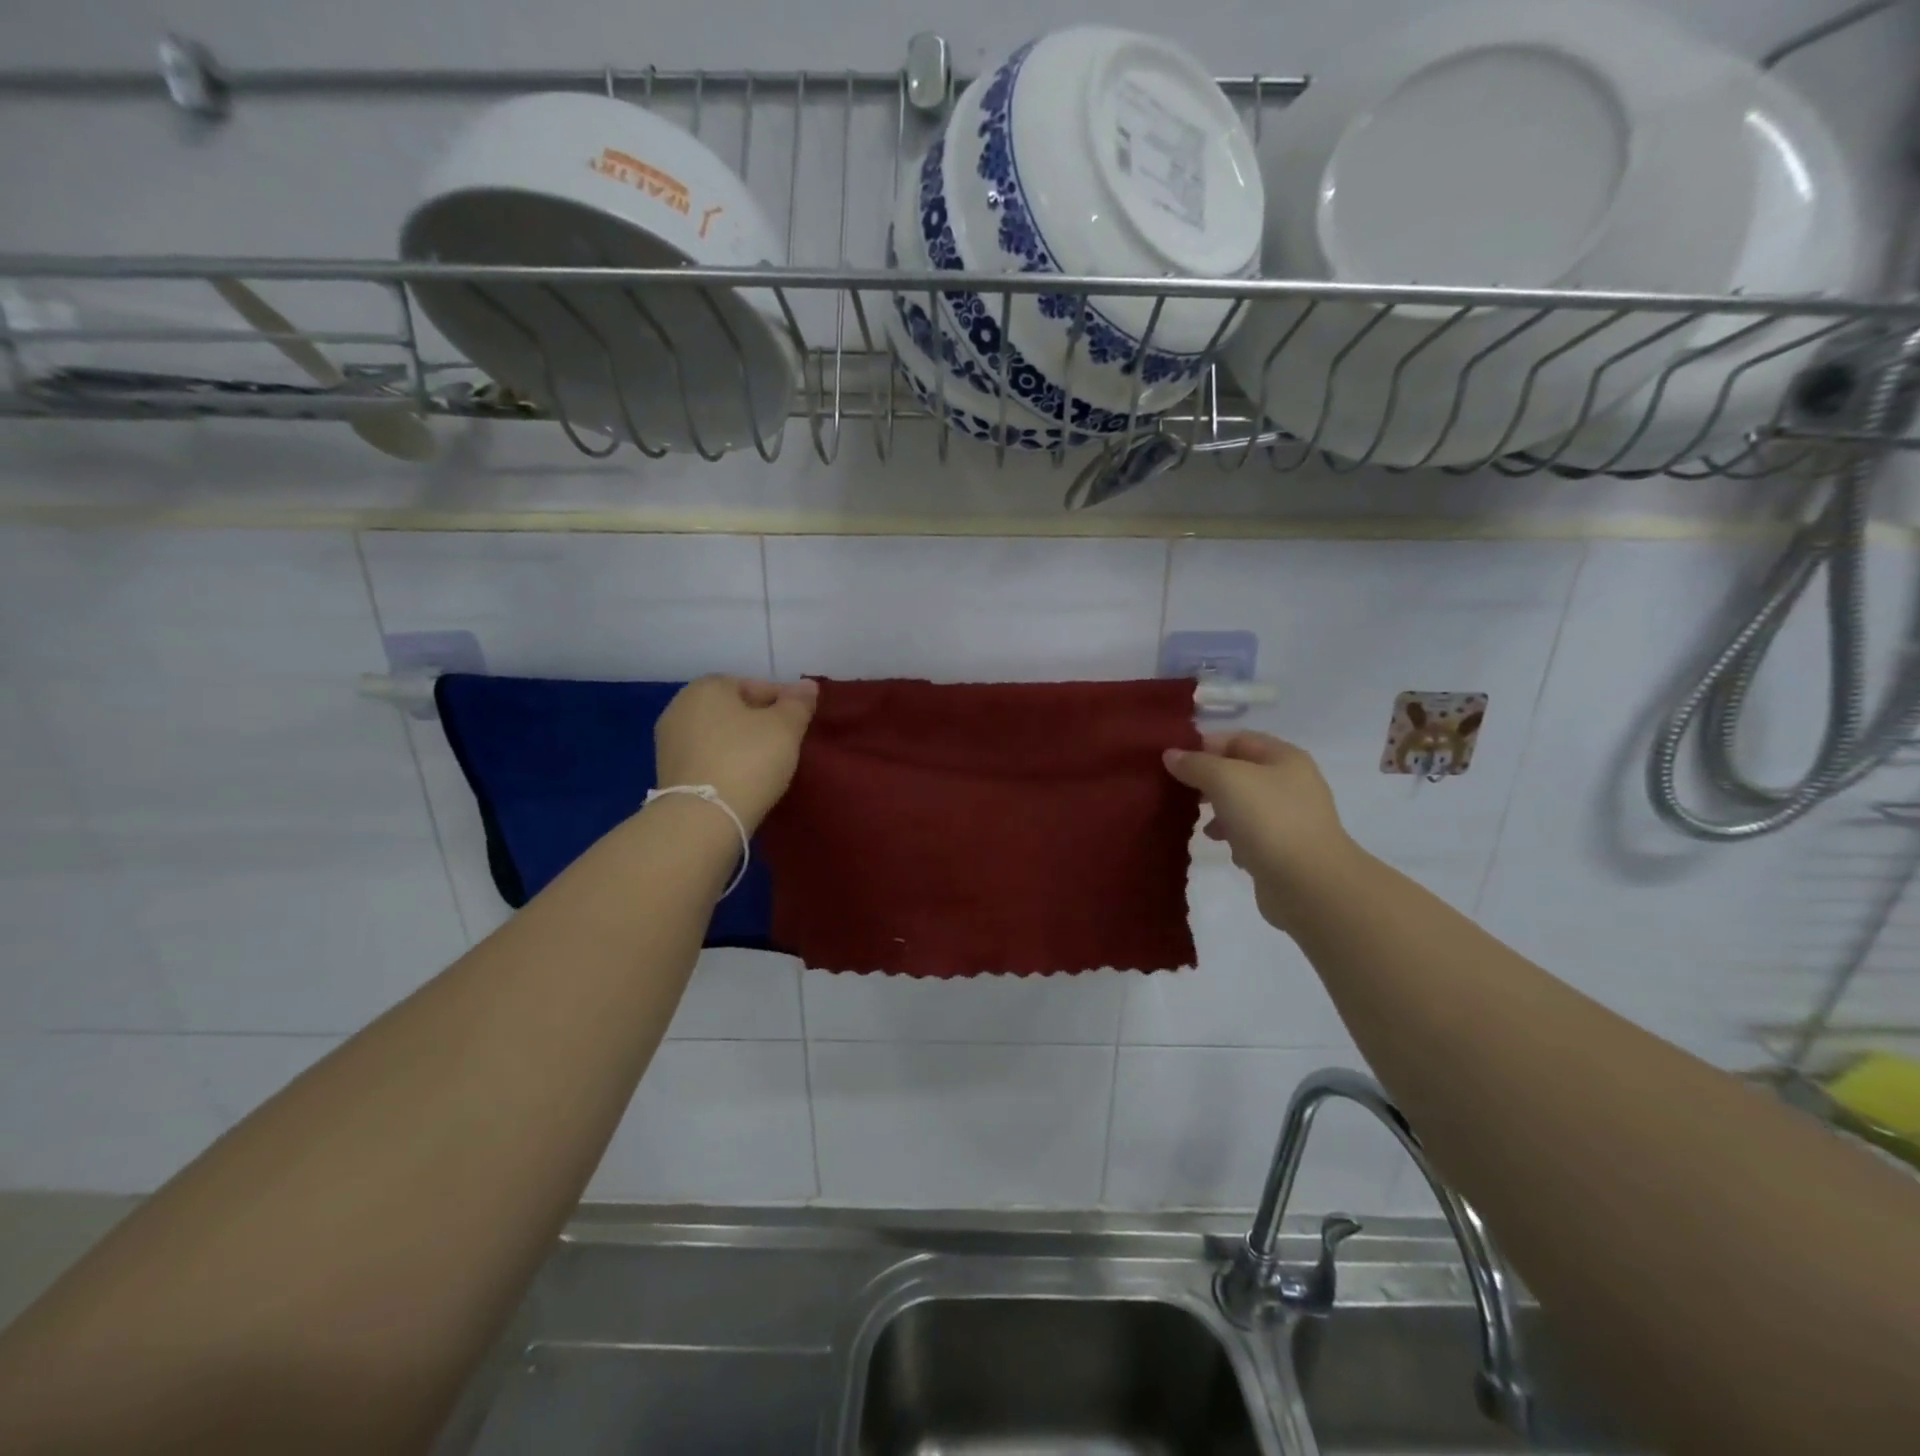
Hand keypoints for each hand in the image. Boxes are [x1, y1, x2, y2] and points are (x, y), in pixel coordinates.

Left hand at [655, 677, 818, 830]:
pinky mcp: (667, 772)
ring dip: (740, 743)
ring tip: (767, 763)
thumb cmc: (747, 760)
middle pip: (733, 708)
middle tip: (786, 743)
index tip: (800, 722)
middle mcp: (680, 706)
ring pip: (718, 734)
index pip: (755, 685)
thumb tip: (808, 685)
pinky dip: (724, 762)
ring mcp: (669, 741)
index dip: (783, 701)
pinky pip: (706, 757)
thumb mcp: (785, 728)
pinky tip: (743, 779)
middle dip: (759, 721)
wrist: (702, 819)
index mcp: (707, 687)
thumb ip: (798, 703)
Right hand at [1164, 731, 1356, 930]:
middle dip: (1208, 781)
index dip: (1204, 746)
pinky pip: (1251, 834)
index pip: (1237, 739)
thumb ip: (1196, 764)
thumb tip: (1171, 755)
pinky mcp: (1285, 849)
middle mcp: (1292, 783)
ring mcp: (1291, 818)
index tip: (1173, 762)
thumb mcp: (1225, 780)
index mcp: (1284, 758)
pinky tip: (1225, 848)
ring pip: (1243, 804)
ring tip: (1200, 825)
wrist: (1308, 883)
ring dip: (1218, 811)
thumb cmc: (1268, 819)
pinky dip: (1234, 838)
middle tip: (1181, 793)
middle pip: (1240, 772)